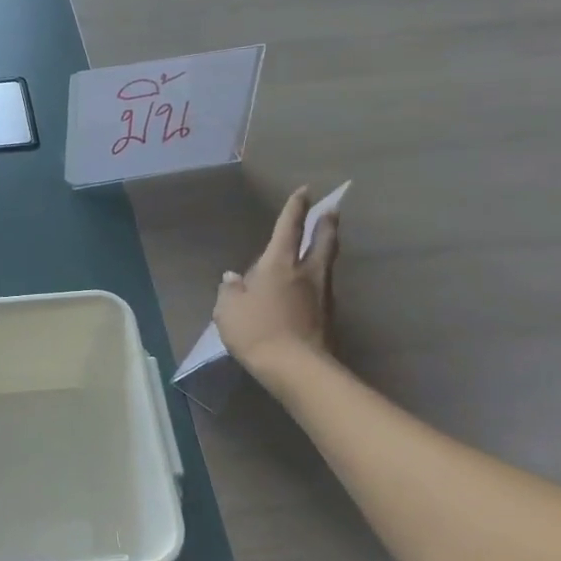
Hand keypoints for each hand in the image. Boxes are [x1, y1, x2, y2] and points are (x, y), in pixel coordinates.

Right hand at [213, 185, 338, 380]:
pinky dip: (318, 281)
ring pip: (327, 265)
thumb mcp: (228, 309)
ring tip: (324, 245)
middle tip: (333, 210)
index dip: (296, 208)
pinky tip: (311, 287)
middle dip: (327, 224)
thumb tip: (233, 278)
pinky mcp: (328, 318)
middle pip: (323, 242)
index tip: (305, 191)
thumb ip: (230, 290)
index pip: (289, 228)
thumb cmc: (256, 330)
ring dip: (326, 251)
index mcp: (279, 264)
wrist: (296, 368)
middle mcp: (306, 273)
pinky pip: (323, 290)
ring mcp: (322, 296)